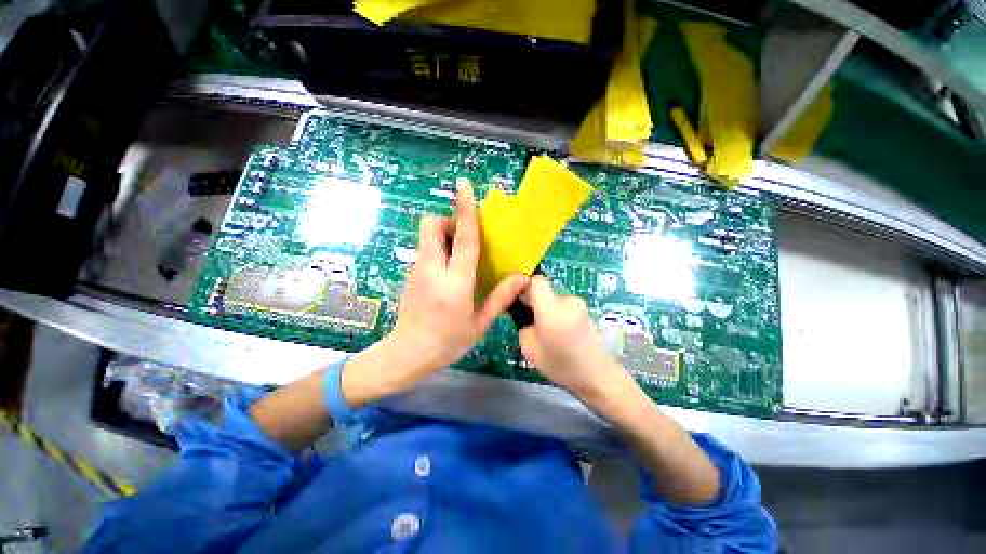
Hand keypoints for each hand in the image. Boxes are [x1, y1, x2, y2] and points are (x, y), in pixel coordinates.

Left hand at [381, 180, 528, 388]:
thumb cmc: (448, 341)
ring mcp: (417, 270)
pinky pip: (425, 251)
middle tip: (464, 239)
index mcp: (455, 283)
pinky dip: (437, 251)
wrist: (408, 353)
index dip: (465, 210)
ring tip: (458, 258)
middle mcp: (432, 270)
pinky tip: (447, 273)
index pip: (463, 239)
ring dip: (443, 236)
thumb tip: (522, 278)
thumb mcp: (479, 323)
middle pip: (432, 226)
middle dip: (448, 222)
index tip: (463, 185)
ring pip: (426, 236)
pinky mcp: (410, 274)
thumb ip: (501, 297)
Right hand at [518, 275, 629, 400]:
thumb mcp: (529, 349)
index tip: (518, 300)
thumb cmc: (561, 366)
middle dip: (535, 303)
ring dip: (548, 310)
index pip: (536, 281)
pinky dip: (558, 315)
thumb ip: (523, 325)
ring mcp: (579, 305)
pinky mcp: (585, 311)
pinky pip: (564, 306)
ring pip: (554, 300)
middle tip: (533, 324)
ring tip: (549, 332)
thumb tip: (525, 315)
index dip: (524, 286)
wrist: (597, 376)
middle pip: (544, 291)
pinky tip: (561, 333)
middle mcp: (567, 301)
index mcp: (551, 309)